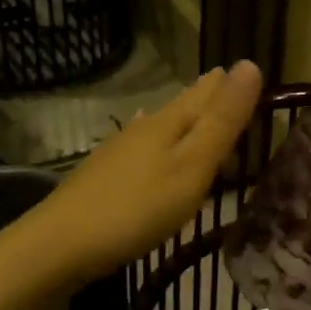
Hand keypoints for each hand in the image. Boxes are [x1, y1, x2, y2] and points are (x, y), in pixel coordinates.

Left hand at [31, 62, 262, 279]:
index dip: (229, 85)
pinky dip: (158, 139)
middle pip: (183, 107)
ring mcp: (120, 151)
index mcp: (169, 123)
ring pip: (162, 125)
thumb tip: (249, 64)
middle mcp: (144, 128)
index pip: (206, 94)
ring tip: (197, 106)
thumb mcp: (192, 165)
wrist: (60, 245)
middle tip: (227, 83)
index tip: (250, 69)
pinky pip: (144, 146)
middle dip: (207, 97)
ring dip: (184, 118)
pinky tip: (143, 134)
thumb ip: (222, 121)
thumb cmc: (137, 207)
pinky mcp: (105, 175)